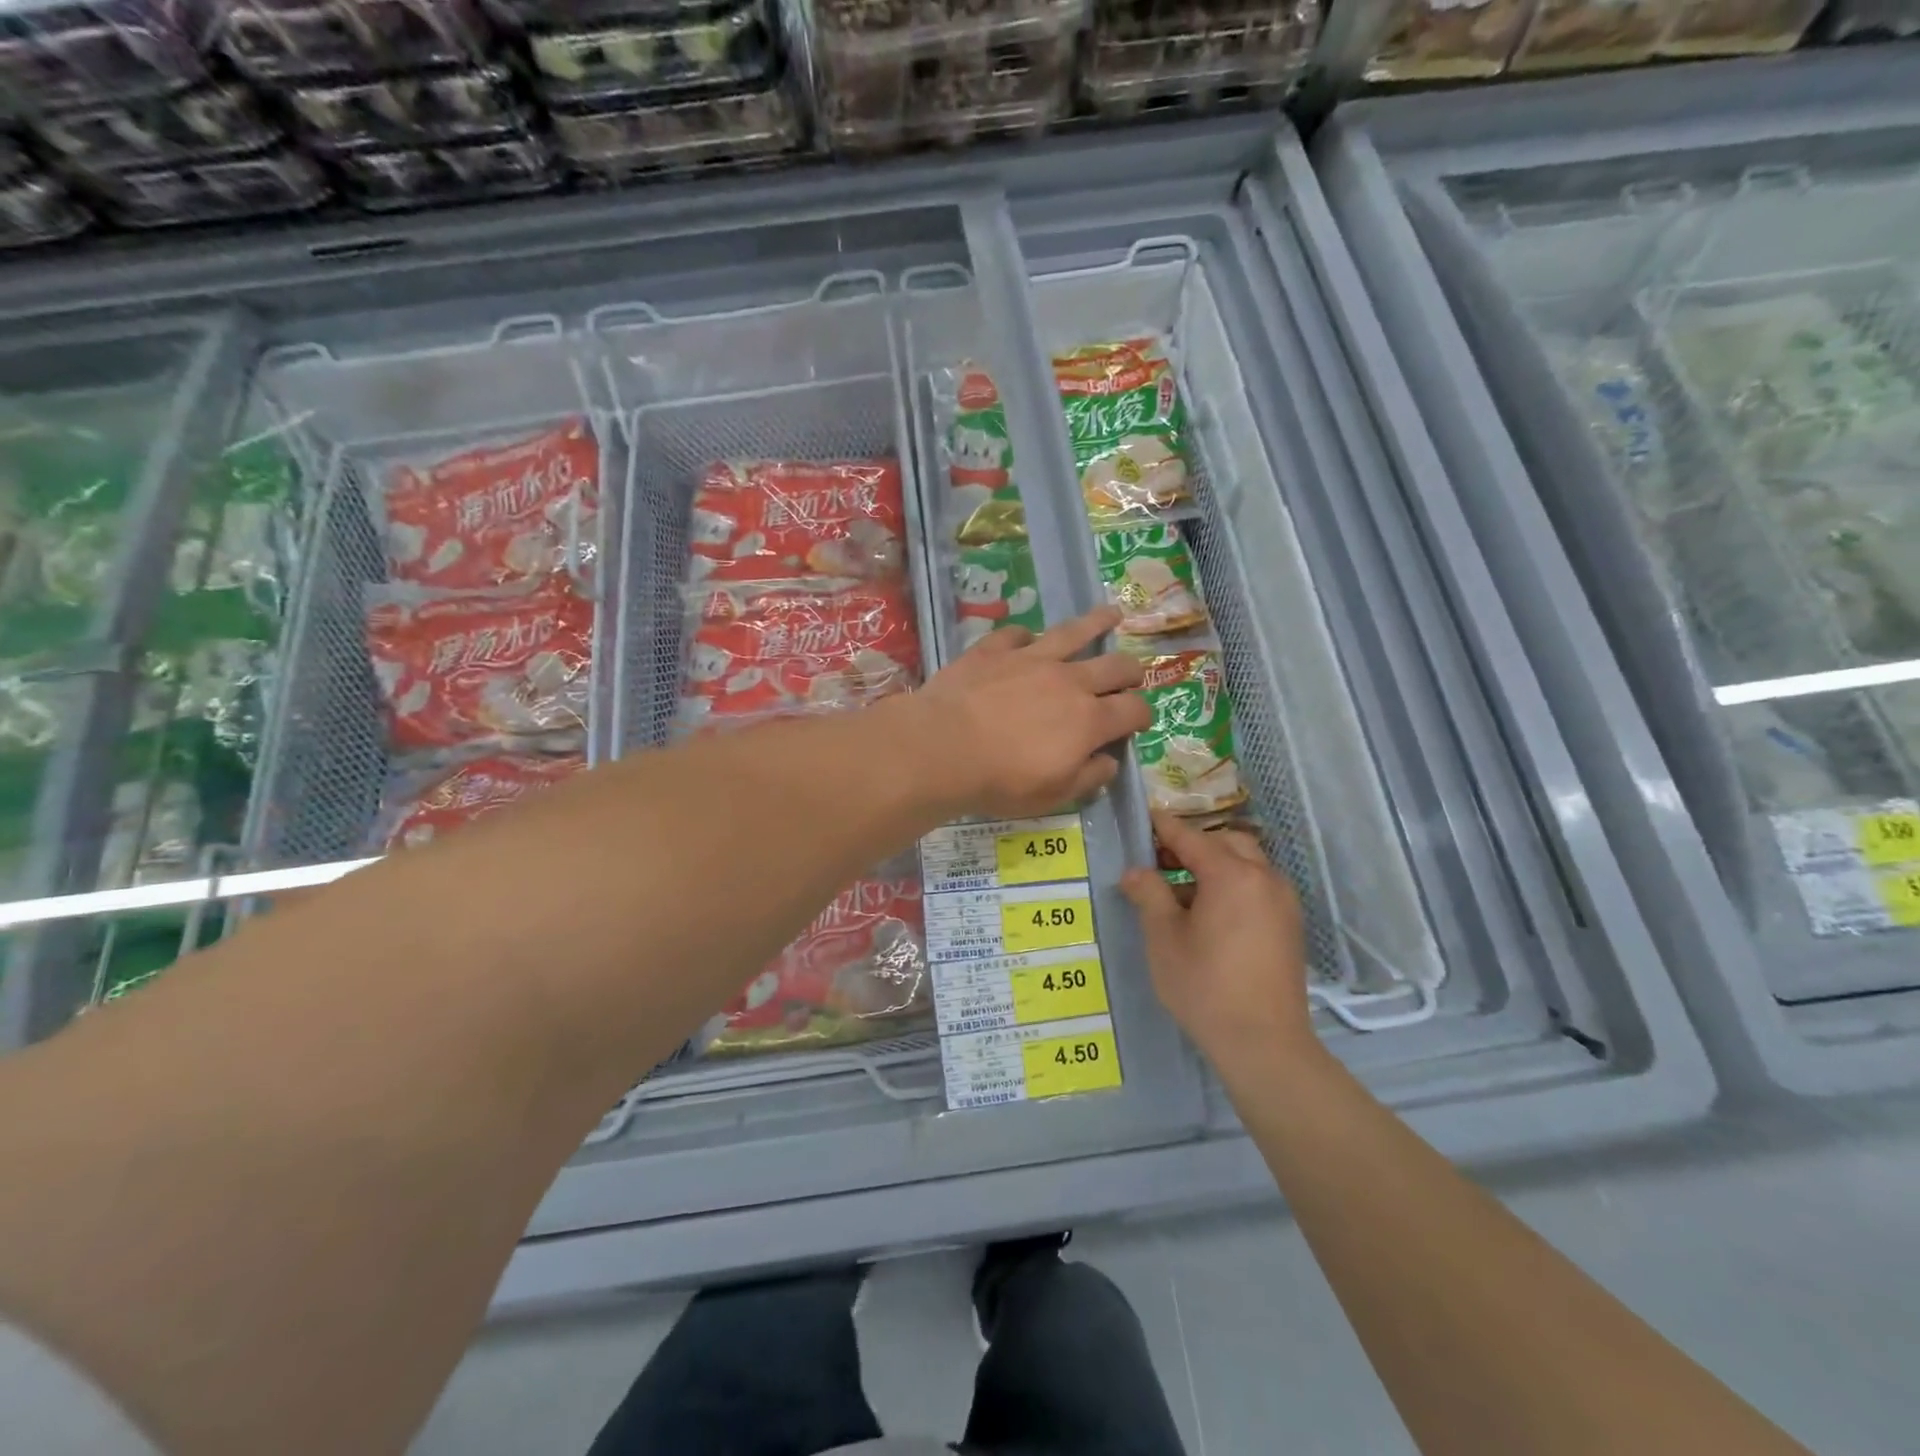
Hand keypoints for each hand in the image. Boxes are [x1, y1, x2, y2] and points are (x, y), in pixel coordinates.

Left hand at [906, 606, 1151, 819]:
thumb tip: (1110, 761)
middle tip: (1131, 676)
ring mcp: (1030, 658)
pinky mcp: (994, 649)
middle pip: (1115, 665)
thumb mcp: (1053, 796)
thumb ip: (1089, 778)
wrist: (942, 748)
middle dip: (1130, 671)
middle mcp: (1068, 681)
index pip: (1134, 710)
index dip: (1143, 715)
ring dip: (1096, 623)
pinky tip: (1027, 639)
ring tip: (1111, 613)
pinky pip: (1018, 634)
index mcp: (1089, 720)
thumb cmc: (1001, 781)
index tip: (1140, 721)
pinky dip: (1027, 637)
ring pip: (1073, 632)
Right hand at [1121, 810, 1312, 1068]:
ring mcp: (1283, 901)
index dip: (1164, 827)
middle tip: (1160, 860)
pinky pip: (1258, 887)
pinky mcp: (1290, 925)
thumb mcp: (1164, 938)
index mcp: (1232, 874)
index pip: (1191, 837)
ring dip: (1215, 864)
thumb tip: (1135, 872)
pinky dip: (1233, 884)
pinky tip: (1210, 913)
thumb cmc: (1205, 986)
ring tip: (1182, 890)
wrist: (1264, 1043)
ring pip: (1247, 863)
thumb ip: (1149, 895)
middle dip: (1193, 844)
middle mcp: (1264, 878)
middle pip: (1226, 842)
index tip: (1144, 818)